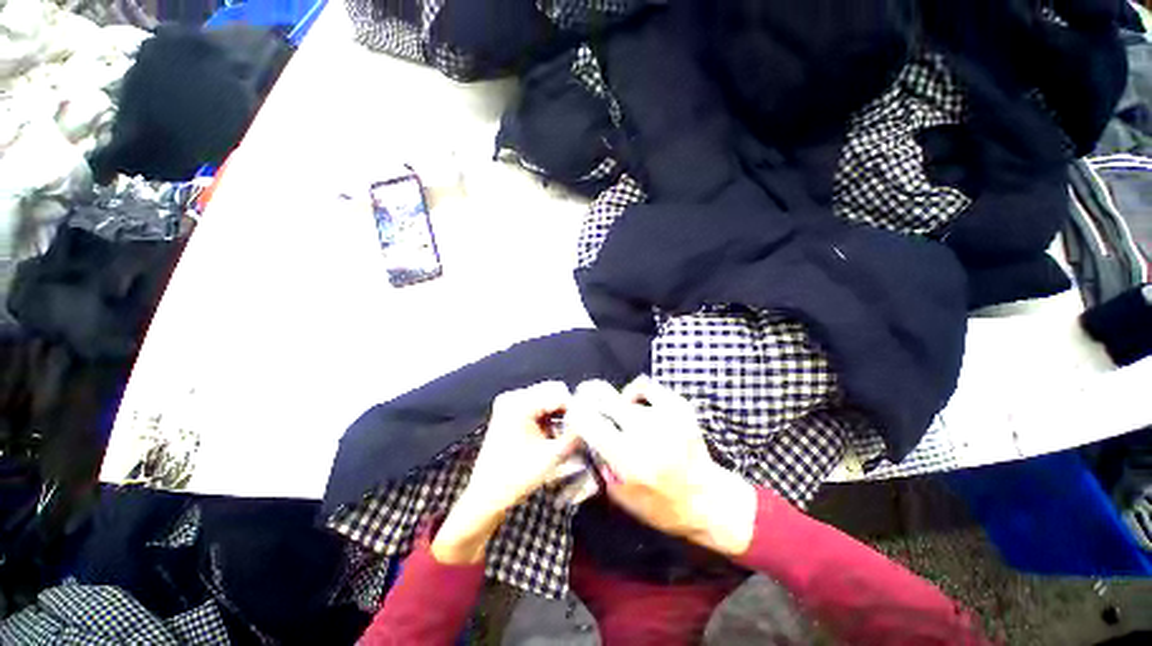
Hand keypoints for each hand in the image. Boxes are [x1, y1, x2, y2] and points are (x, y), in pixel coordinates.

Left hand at [433, 382, 578, 563]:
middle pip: (552, 391)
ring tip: (564, 435)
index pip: (558, 393)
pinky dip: (548, 417)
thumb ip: (575, 435)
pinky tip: (551, 435)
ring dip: (558, 414)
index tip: (586, 425)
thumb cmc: (515, 478)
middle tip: (575, 431)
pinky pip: (537, 405)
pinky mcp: (509, 411)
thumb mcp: (552, 456)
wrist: (486, 497)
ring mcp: (509, 403)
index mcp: (519, 404)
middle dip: (566, 410)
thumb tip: (593, 420)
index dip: (575, 408)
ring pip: (546, 398)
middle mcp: (513, 397)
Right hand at [568, 377, 757, 556]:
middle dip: (592, 400)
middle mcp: (646, 434)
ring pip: (626, 396)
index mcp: (628, 460)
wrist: (708, 500)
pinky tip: (640, 406)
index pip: (589, 422)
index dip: (576, 414)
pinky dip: (638, 394)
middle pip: (605, 400)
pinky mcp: (681, 407)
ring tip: (624, 417)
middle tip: (590, 403)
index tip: (574, 414)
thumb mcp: (620, 495)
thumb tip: (586, 430)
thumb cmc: (660, 505)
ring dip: (619, 405)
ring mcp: (666, 417)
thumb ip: (600, 460)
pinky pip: (648, 388)